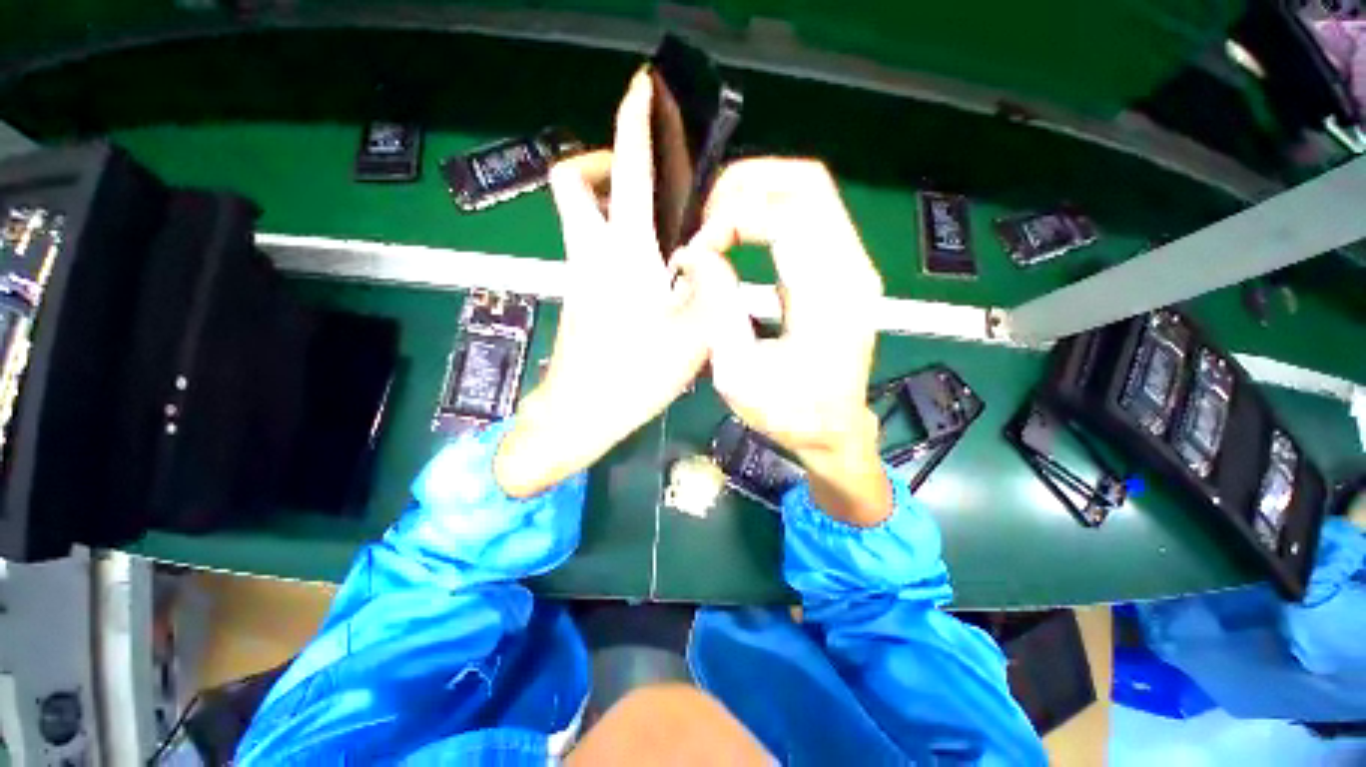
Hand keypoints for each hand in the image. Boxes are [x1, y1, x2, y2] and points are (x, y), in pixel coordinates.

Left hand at [495, 71, 733, 497]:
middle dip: (601, 161)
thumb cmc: (633, 376)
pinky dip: (615, 237)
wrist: (581, 413)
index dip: (632, 122)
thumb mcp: (691, 336)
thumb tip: (707, 255)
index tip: (641, 88)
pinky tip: (652, 268)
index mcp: (622, 255)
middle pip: (572, 182)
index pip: (623, 170)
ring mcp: (579, 274)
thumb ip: (710, 289)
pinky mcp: (580, 294)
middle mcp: (592, 254)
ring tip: (663, 226)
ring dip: (612, 201)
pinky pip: (593, 246)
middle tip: (644, 178)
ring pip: (582, 216)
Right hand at [693, 159, 891, 525]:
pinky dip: (768, 211)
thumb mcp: (739, 374)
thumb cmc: (788, 412)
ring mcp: (853, 263)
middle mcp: (851, 267)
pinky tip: (740, 235)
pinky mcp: (844, 268)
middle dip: (745, 187)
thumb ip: (717, 309)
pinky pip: (809, 214)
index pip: (787, 215)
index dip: (733, 218)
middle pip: (807, 182)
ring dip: (756, 195)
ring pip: (810, 190)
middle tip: (706, 221)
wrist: (833, 430)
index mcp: (829, 297)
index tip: (699, 251)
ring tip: (718, 226)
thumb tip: (695, 256)